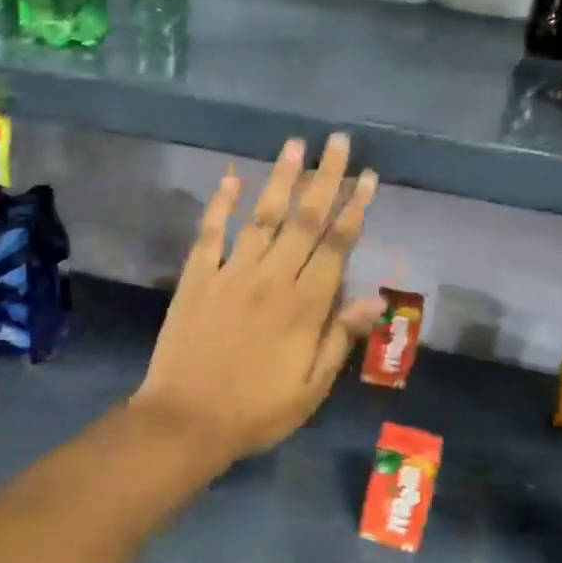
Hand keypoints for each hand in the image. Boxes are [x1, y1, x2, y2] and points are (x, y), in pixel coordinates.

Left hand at [131, 134, 382, 466]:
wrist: (186, 421)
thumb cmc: (255, 412)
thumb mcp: (310, 388)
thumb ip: (340, 338)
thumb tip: (375, 298)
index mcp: (304, 307)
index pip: (337, 246)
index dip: (354, 209)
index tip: (367, 176)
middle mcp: (271, 279)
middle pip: (304, 220)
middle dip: (324, 178)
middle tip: (338, 141)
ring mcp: (231, 274)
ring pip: (261, 217)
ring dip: (280, 179)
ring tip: (294, 144)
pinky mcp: (197, 278)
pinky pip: (210, 234)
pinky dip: (220, 205)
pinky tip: (231, 178)